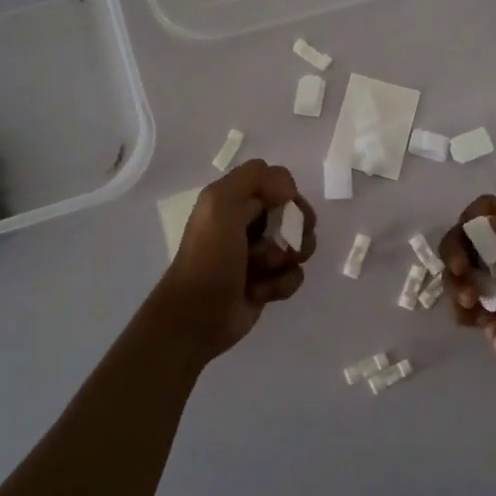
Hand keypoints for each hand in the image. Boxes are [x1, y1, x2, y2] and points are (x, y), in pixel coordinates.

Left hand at [157, 160, 315, 359]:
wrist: (197, 317)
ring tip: (265, 271)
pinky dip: (281, 284)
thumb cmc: (209, 258)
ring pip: (298, 244)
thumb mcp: (220, 205)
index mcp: (233, 199)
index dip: (287, 194)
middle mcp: (247, 222)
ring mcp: (259, 253)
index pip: (276, 181)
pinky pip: (294, 274)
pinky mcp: (267, 282)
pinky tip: (261, 293)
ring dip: (287, 258)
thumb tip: (288, 191)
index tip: (286, 208)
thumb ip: (253, 178)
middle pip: (294, 212)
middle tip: (289, 243)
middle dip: (296, 228)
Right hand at [439, 195, 495, 404]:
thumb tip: (483, 224)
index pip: (489, 209)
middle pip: (466, 236)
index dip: (473, 216)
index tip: (470, 235)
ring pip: (458, 267)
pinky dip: (460, 307)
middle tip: (459, 270)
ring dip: (456, 281)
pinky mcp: (487, 312)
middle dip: (456, 249)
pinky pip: (459, 299)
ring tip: (470, 302)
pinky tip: (473, 320)